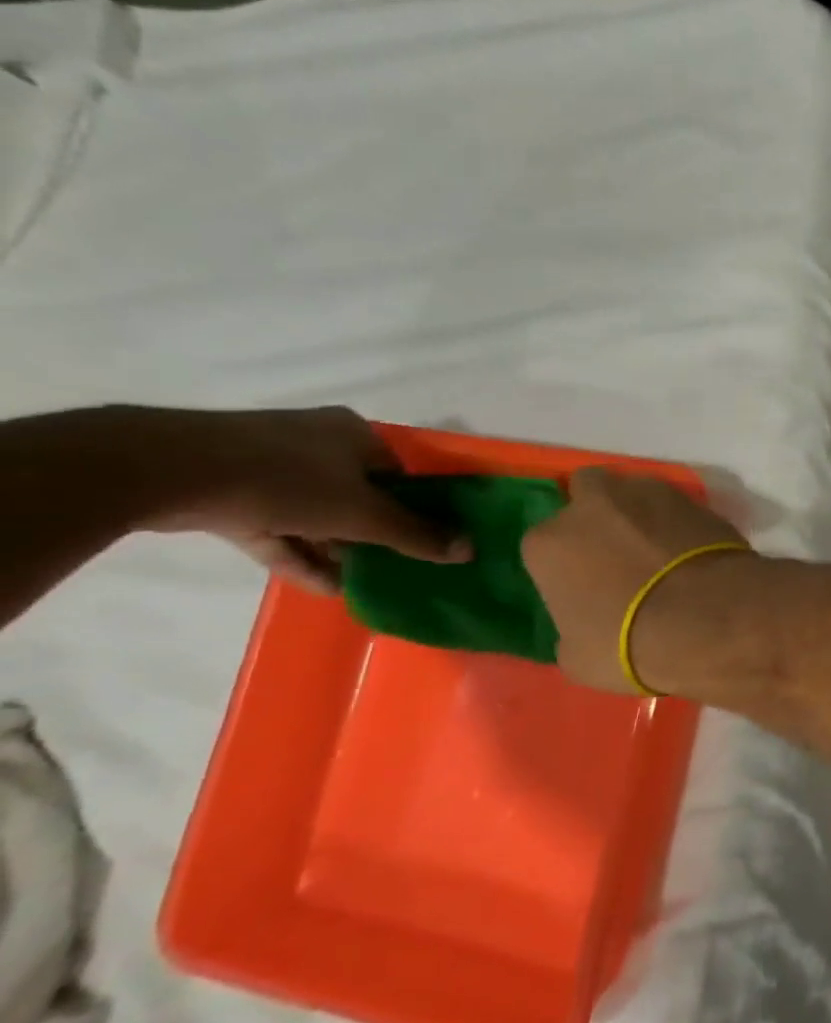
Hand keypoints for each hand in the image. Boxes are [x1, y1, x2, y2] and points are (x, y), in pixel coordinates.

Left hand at [139, 406, 468, 592]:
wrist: (167, 471)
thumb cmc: (288, 480)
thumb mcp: (365, 514)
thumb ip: (417, 534)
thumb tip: (470, 550)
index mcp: (354, 435)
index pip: (399, 474)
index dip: (415, 508)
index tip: (425, 540)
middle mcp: (315, 443)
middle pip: (359, 494)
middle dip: (375, 533)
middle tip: (397, 565)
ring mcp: (268, 466)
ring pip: (317, 513)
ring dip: (339, 549)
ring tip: (365, 583)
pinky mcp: (230, 492)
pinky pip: (278, 527)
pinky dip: (300, 553)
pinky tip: (325, 587)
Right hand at [521, 469, 747, 692]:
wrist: (708, 618)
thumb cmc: (629, 643)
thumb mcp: (577, 656)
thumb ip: (570, 625)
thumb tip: (586, 619)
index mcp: (549, 541)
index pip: (546, 544)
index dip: (566, 563)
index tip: (585, 584)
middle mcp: (594, 504)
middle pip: (588, 492)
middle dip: (599, 513)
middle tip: (619, 552)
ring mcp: (649, 493)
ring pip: (636, 492)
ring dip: (642, 514)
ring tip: (661, 550)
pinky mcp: (696, 499)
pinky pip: (678, 507)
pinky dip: (680, 524)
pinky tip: (692, 551)